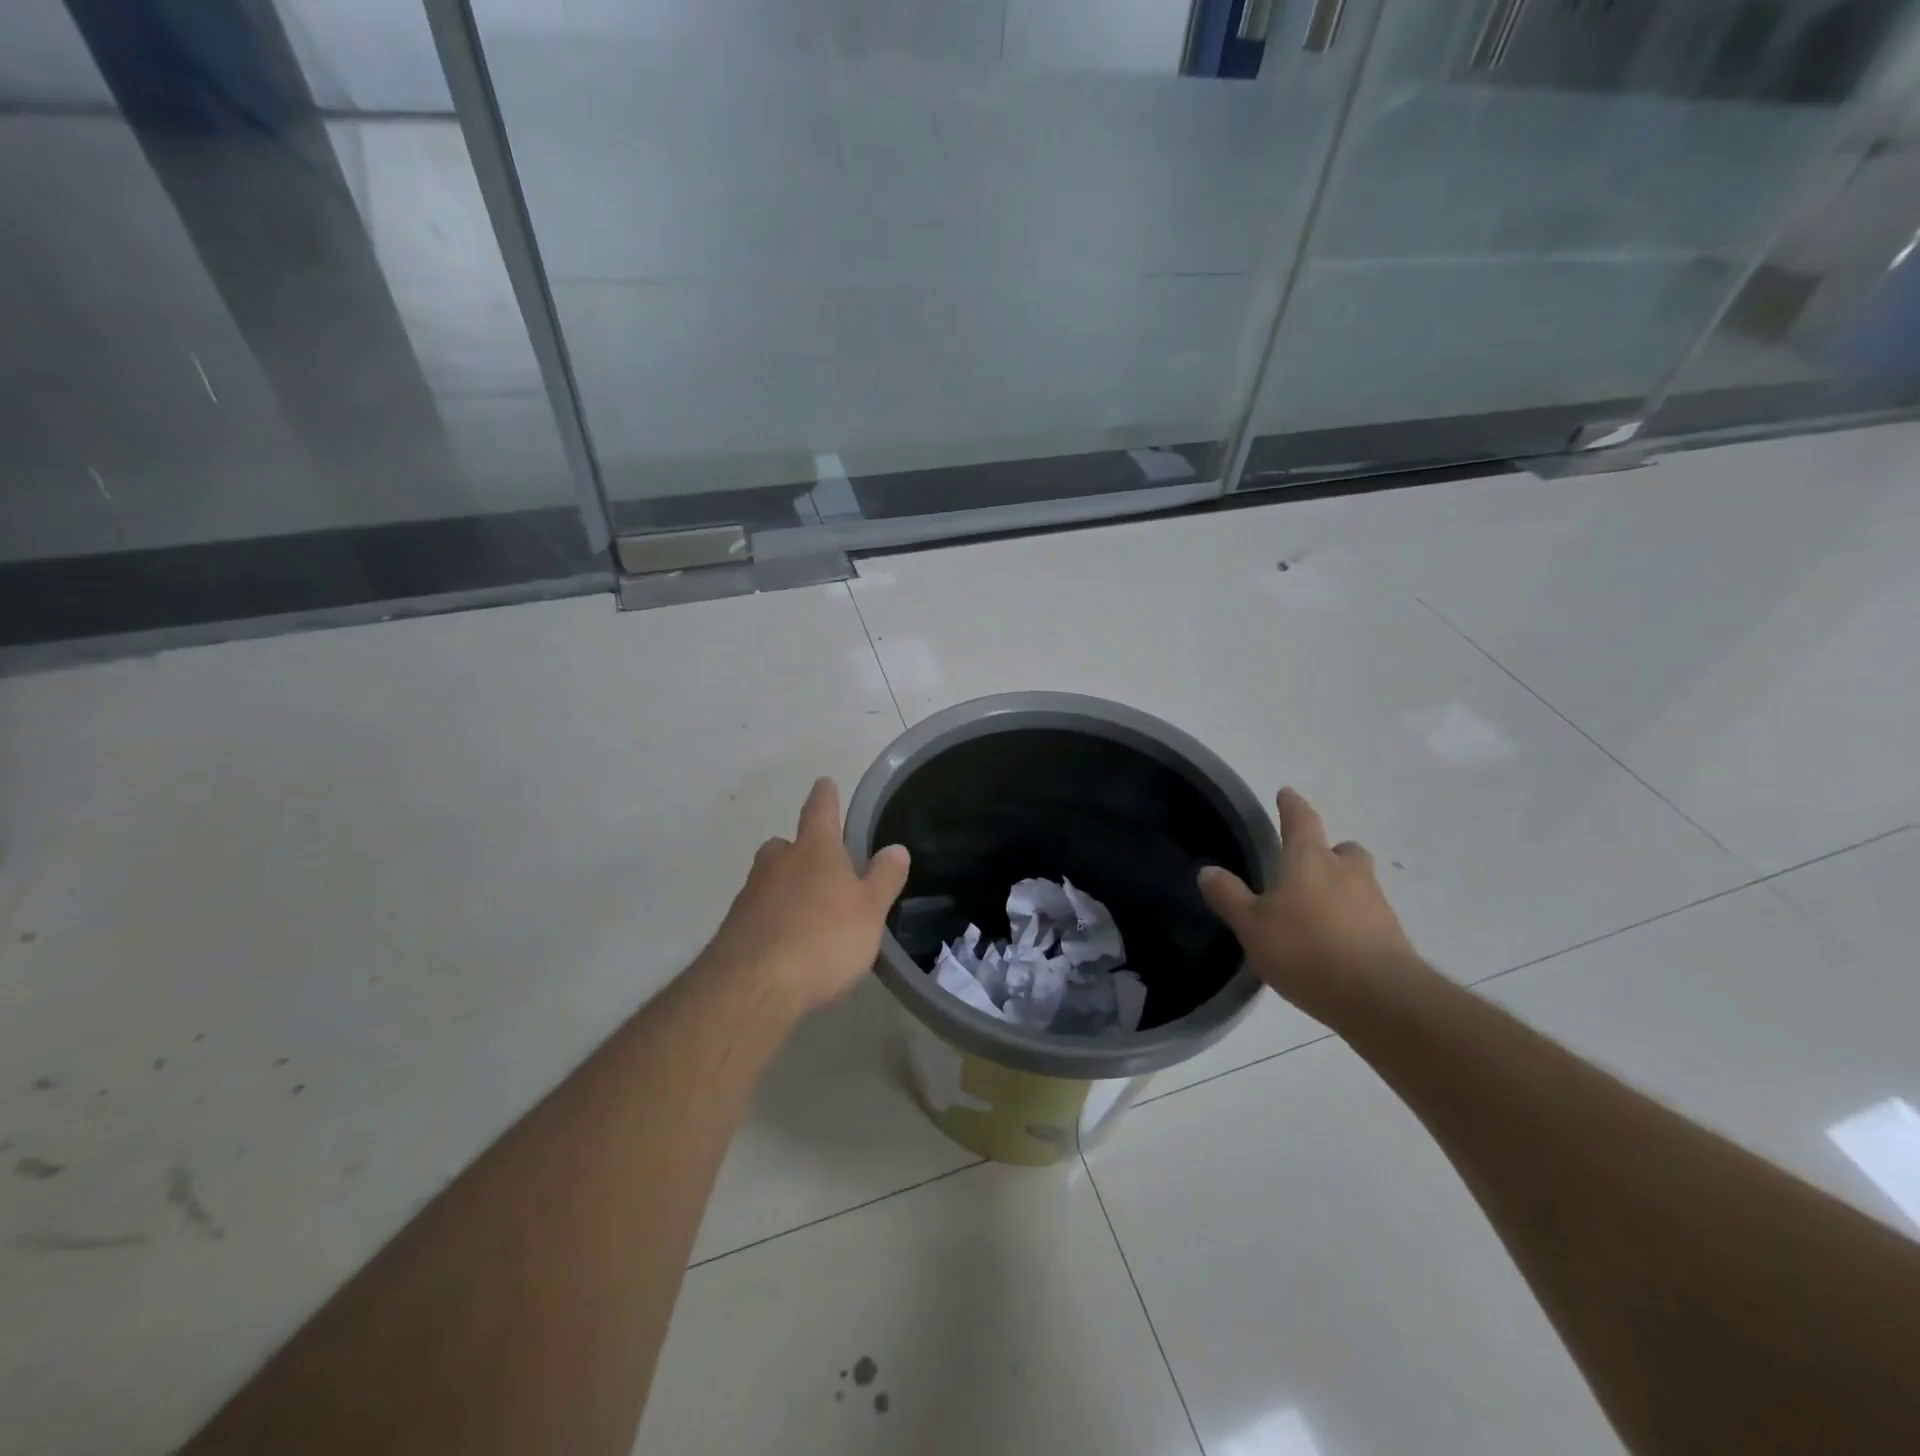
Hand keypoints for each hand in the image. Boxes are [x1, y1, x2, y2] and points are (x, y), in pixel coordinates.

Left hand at [700, 778, 910, 1017]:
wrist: (753, 986)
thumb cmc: (823, 938)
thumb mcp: (869, 910)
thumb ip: (884, 878)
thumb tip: (896, 849)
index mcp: (814, 850)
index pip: (820, 809)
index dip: (825, 795)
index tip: (825, 783)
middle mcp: (777, 862)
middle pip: (786, 845)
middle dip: (800, 850)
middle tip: (821, 868)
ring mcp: (750, 894)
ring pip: (769, 879)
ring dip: (785, 888)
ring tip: (807, 913)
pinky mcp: (734, 928)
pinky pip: (758, 913)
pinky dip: (771, 919)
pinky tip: (786, 944)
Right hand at [1198, 787, 1422, 1024]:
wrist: (1380, 998)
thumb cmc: (1306, 950)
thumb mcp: (1253, 926)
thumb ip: (1229, 897)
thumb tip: (1207, 870)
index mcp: (1310, 860)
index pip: (1301, 820)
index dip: (1292, 806)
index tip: (1286, 794)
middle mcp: (1347, 872)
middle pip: (1342, 849)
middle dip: (1328, 851)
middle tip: (1309, 863)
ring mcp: (1375, 903)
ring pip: (1359, 882)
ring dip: (1342, 887)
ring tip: (1319, 909)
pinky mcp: (1392, 936)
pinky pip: (1369, 916)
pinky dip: (1354, 920)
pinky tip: (1337, 943)